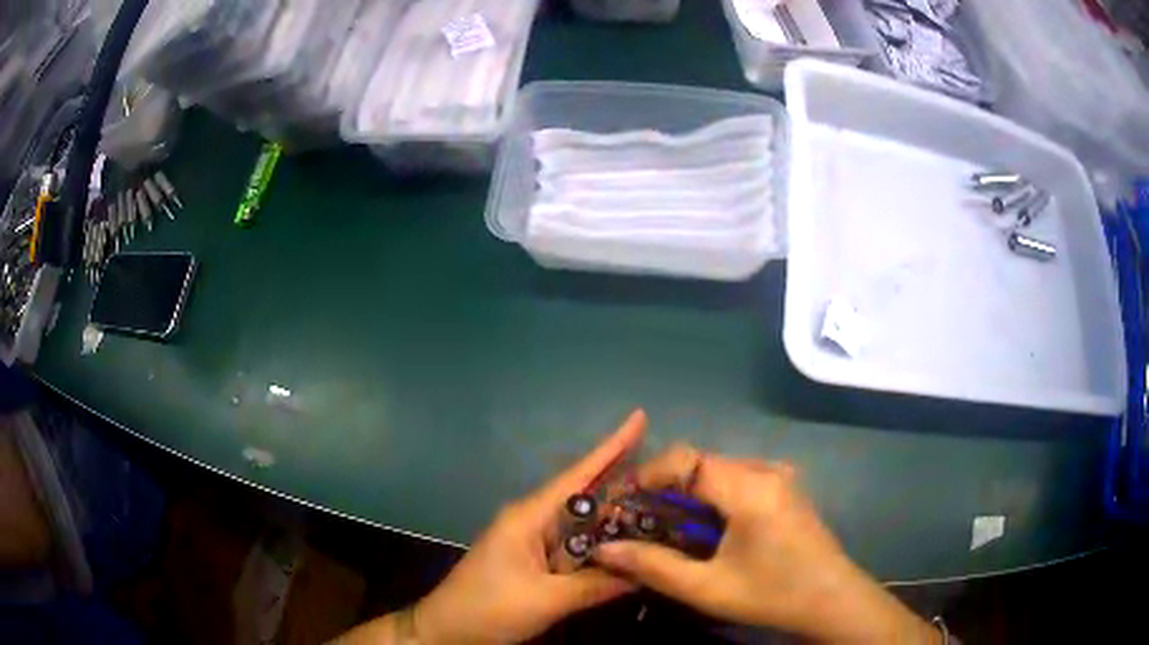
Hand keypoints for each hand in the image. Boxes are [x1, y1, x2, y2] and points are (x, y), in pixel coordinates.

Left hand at [340, 411, 646, 644]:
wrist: (446, 630)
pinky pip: (573, 547)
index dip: (611, 447)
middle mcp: (532, 521)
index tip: (639, 417)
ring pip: (581, 526)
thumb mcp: (546, 600)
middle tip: (672, 478)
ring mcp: (531, 541)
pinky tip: (625, 549)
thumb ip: (596, 585)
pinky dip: (599, 547)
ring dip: (615, 521)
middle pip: (585, 498)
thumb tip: (645, 571)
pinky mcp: (533, 561)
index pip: (578, 476)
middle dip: (624, 486)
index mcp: (529, 517)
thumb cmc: (488, 609)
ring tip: (661, 511)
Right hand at [594, 446, 939, 643]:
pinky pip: (739, 481)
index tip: (623, 502)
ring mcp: (780, 478)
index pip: (687, 459)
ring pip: (720, 473)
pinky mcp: (786, 490)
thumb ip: (653, 566)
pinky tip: (709, 532)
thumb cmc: (772, 594)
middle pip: (702, 464)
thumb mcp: (707, 588)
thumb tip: (604, 551)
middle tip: (641, 522)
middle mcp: (766, 470)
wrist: (833, 599)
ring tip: (669, 530)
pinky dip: (713, 500)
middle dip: (665, 490)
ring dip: (689, 496)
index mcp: (749, 487)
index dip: (649, 474)